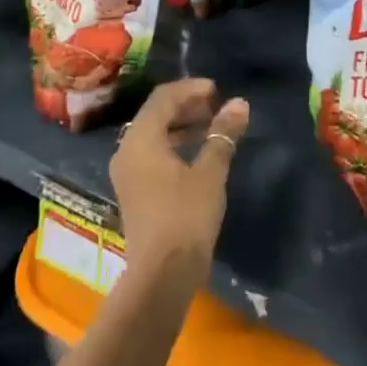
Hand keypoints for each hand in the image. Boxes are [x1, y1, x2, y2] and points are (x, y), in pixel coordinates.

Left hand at [110, 79, 248, 280]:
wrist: (161, 276)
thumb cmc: (185, 217)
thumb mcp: (210, 172)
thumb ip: (222, 134)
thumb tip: (239, 103)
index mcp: (141, 138)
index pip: (163, 97)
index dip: (191, 89)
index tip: (217, 91)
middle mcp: (127, 149)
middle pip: (156, 113)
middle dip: (187, 106)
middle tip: (217, 108)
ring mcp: (127, 172)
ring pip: (153, 134)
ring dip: (181, 126)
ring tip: (212, 128)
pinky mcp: (133, 191)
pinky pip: (151, 153)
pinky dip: (173, 145)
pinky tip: (197, 154)